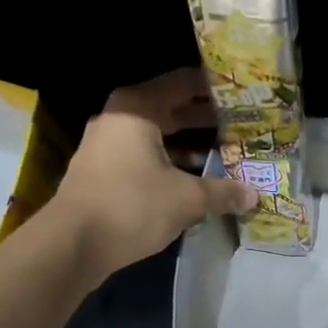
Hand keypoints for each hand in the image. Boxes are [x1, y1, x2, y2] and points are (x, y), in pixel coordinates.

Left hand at [47, 68, 256, 284]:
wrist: (72, 244)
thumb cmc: (131, 206)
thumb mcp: (185, 198)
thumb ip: (222, 192)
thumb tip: (254, 195)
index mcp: (137, 109)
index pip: (182, 83)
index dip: (213, 87)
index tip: (242, 92)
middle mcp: (120, 119)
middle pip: (170, 109)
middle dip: (206, 117)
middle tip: (244, 121)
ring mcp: (108, 146)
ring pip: (158, 136)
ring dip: (190, 143)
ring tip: (228, 149)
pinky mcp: (105, 172)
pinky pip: (146, 156)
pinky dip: (172, 162)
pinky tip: (198, 177)